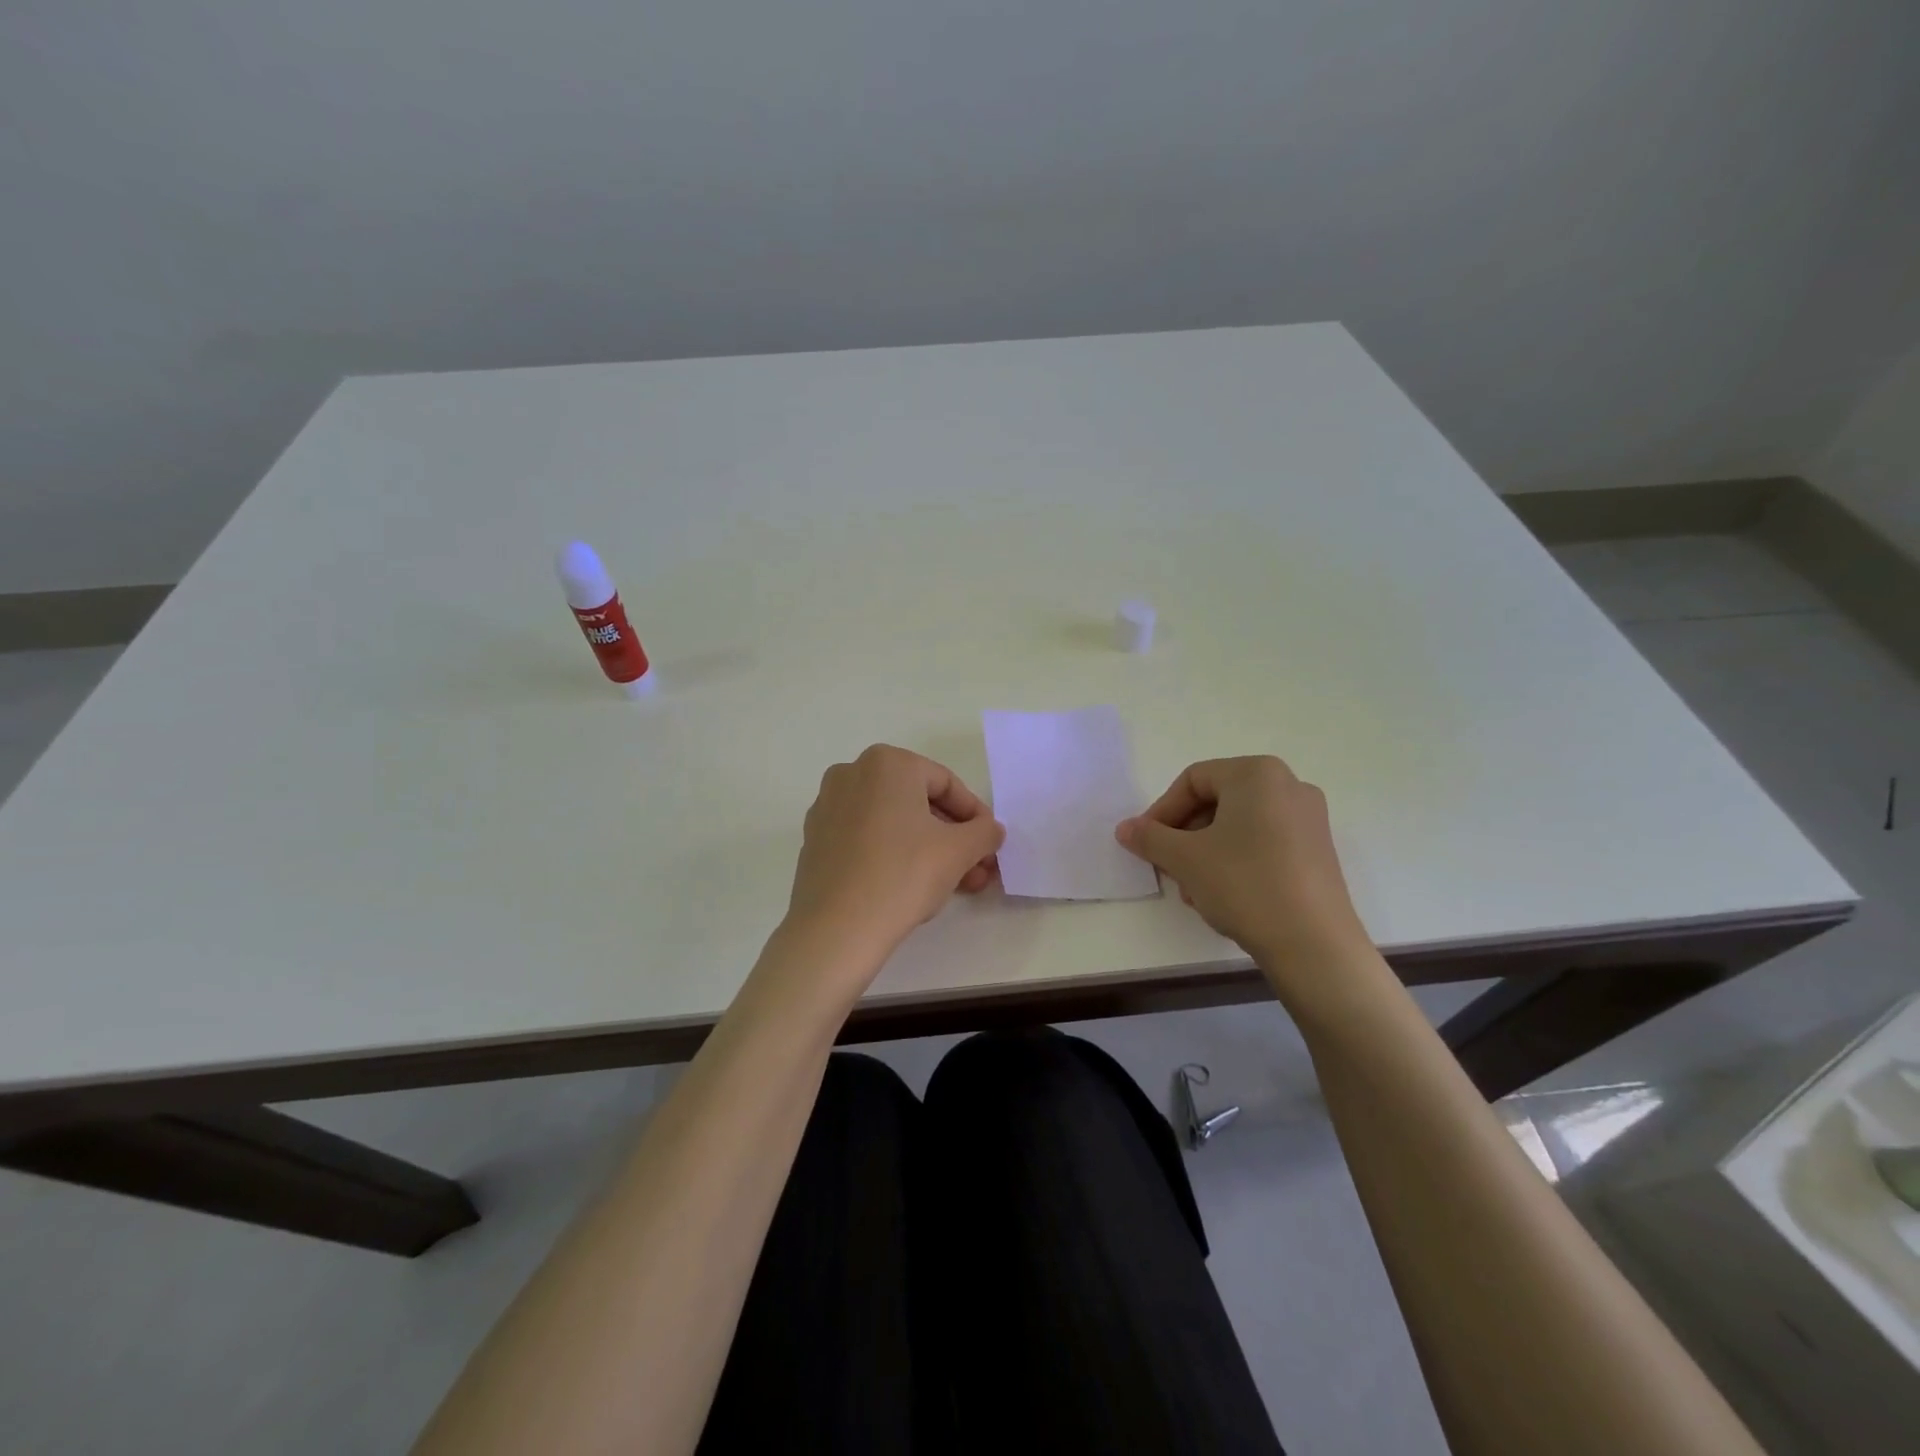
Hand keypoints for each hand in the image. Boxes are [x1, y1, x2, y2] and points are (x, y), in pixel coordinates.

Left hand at [784, 744, 1004, 973]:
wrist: (836, 929)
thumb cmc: (903, 875)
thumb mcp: (959, 851)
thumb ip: (984, 832)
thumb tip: (991, 830)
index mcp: (887, 763)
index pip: (947, 784)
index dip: (976, 816)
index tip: (991, 845)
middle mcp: (852, 774)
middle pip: (918, 803)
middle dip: (953, 838)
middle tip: (978, 869)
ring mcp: (828, 807)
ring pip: (893, 823)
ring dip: (929, 849)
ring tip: (955, 885)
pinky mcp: (816, 839)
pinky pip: (867, 838)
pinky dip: (894, 854)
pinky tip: (914, 886)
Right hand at [1115, 756, 1370, 976]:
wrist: (1314, 945)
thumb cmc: (1244, 885)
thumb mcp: (1185, 859)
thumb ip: (1149, 838)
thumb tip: (1125, 828)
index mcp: (1257, 774)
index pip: (1193, 780)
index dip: (1162, 811)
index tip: (1146, 844)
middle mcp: (1289, 786)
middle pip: (1216, 802)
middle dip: (1184, 836)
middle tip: (1168, 868)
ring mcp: (1309, 819)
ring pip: (1238, 826)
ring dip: (1205, 853)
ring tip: (1193, 891)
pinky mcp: (1318, 851)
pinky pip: (1263, 843)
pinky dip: (1235, 861)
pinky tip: (1222, 897)